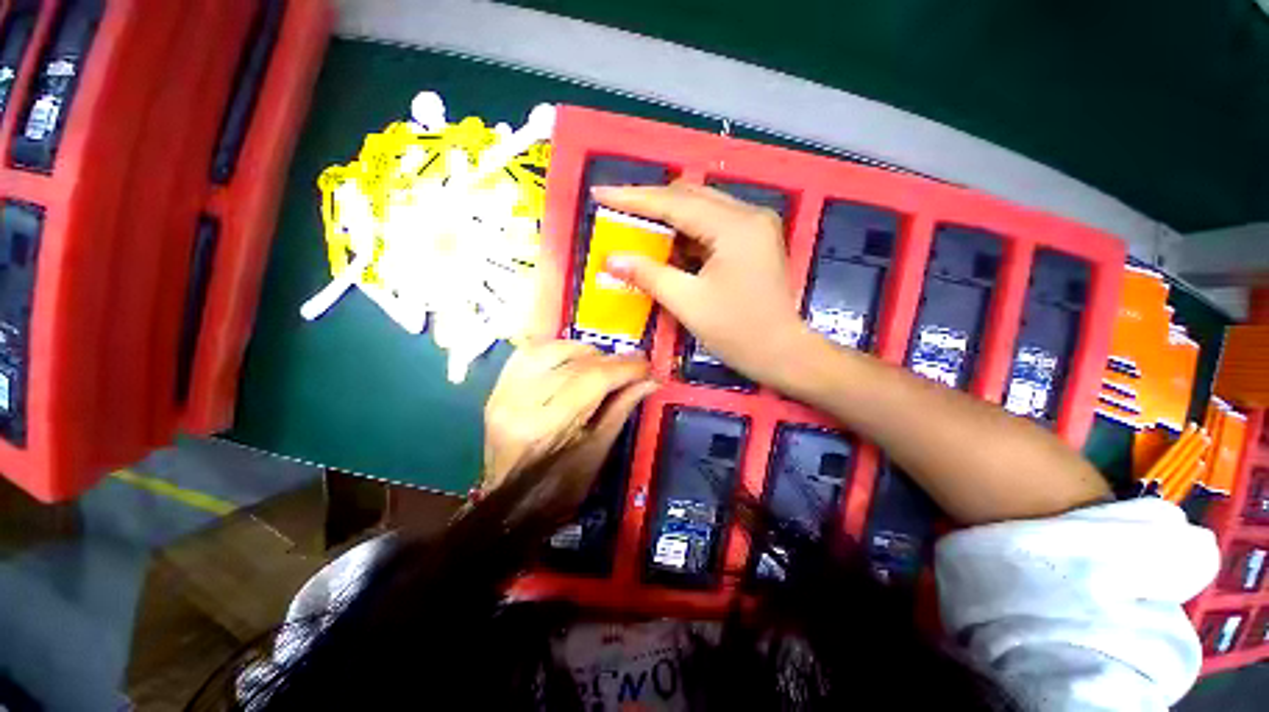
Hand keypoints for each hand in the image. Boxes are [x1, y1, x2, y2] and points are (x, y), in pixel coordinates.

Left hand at [483, 340, 655, 498]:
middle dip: (610, 360)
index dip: (625, 368)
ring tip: (600, 364)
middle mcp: (521, 402)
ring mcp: (503, 392)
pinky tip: (570, 359)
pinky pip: (528, 353)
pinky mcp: (496, 389)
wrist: (510, 506)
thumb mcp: (597, 451)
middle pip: (574, 361)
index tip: (647, 365)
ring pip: (550, 348)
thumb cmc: (560, 488)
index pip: (593, 379)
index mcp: (548, 426)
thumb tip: (650, 381)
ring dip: (582, 351)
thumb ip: (622, 408)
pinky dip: (555, 350)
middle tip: (630, 366)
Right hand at [594, 183, 810, 385]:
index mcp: (735, 226)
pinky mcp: (754, 241)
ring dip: (668, 217)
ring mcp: (754, 226)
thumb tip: (611, 258)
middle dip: (650, 204)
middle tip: (616, 211)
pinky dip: (686, 232)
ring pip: (701, 209)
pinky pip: (712, 226)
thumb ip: (648, 275)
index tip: (600, 193)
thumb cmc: (738, 332)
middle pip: (689, 197)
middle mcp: (749, 215)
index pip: (675, 203)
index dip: (634, 198)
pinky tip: (666, 244)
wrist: (783, 353)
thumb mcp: (688, 303)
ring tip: (635, 226)